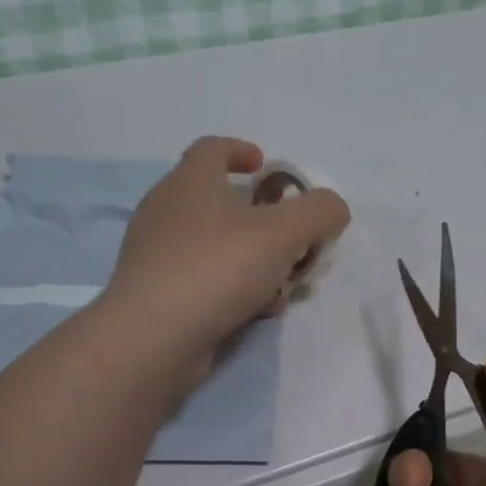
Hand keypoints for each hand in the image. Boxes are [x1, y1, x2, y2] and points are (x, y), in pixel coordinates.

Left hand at [105, 136, 349, 360]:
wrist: (153, 337)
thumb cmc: (218, 267)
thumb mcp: (285, 232)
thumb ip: (319, 211)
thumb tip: (332, 208)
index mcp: (190, 182)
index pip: (212, 148)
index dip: (240, 150)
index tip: (264, 165)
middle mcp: (165, 211)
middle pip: (217, 199)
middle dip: (260, 216)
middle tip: (288, 235)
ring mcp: (155, 254)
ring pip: (214, 244)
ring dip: (252, 257)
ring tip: (281, 283)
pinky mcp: (154, 293)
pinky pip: (202, 278)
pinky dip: (232, 286)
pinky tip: (256, 311)